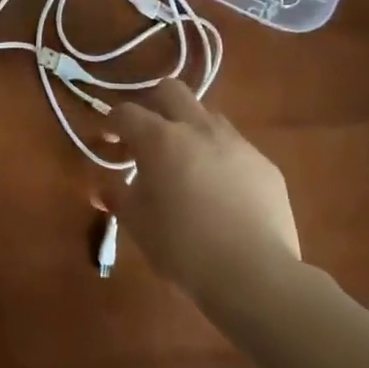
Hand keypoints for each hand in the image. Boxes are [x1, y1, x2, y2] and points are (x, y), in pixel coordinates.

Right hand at [103, 80, 300, 299]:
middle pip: (171, 91)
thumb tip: (102, 189)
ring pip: (207, 116)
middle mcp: (198, 129)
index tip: (108, 139)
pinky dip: (221, 159)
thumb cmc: (184, 248)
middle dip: (153, 105)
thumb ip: (119, 199)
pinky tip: (222, 193)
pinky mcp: (265, 165)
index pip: (127, 113)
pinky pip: (236, 149)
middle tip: (147, 136)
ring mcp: (236, 144)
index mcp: (160, 139)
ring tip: (186, 165)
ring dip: (190, 130)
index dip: (113, 122)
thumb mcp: (139, 226)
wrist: (257, 276)